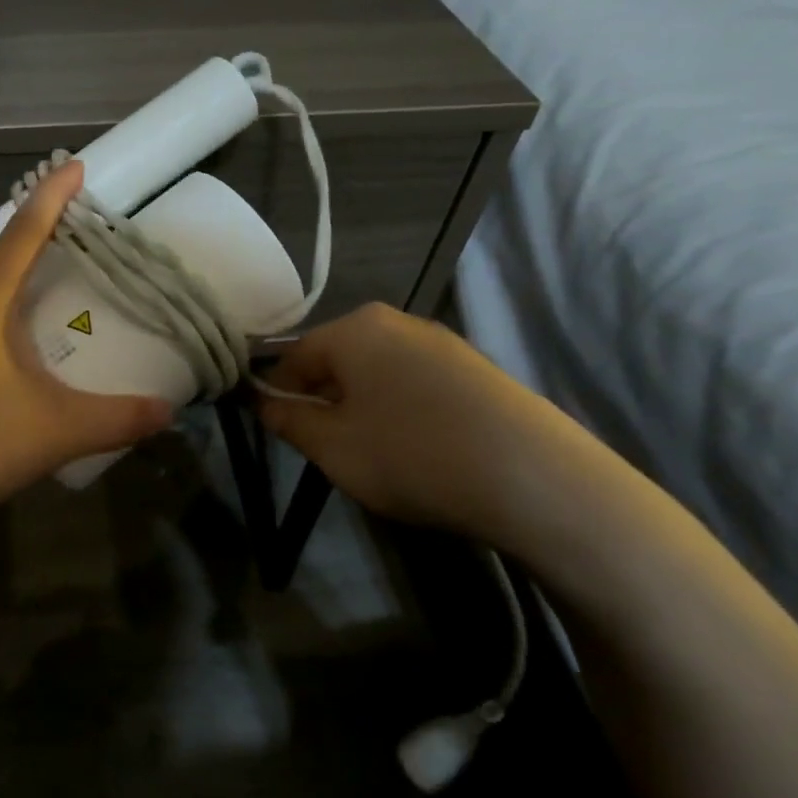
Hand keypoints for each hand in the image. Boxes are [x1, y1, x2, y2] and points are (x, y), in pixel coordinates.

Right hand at [257, 303, 555, 536]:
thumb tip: (265, 405)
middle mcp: (396, 321)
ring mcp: (442, 341)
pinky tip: (416, 444)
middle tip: (325, 445)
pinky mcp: (476, 367)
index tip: (279, 431)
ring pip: (378, 369)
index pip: (294, 355)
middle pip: (338, 357)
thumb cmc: (410, 454)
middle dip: (323, 398)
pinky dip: (401, 406)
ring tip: (373, 449)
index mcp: (354, 329)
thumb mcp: (332, 447)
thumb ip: (289, 422)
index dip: (278, 393)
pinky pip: (416, 380)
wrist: (533, 476)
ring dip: (362, 403)